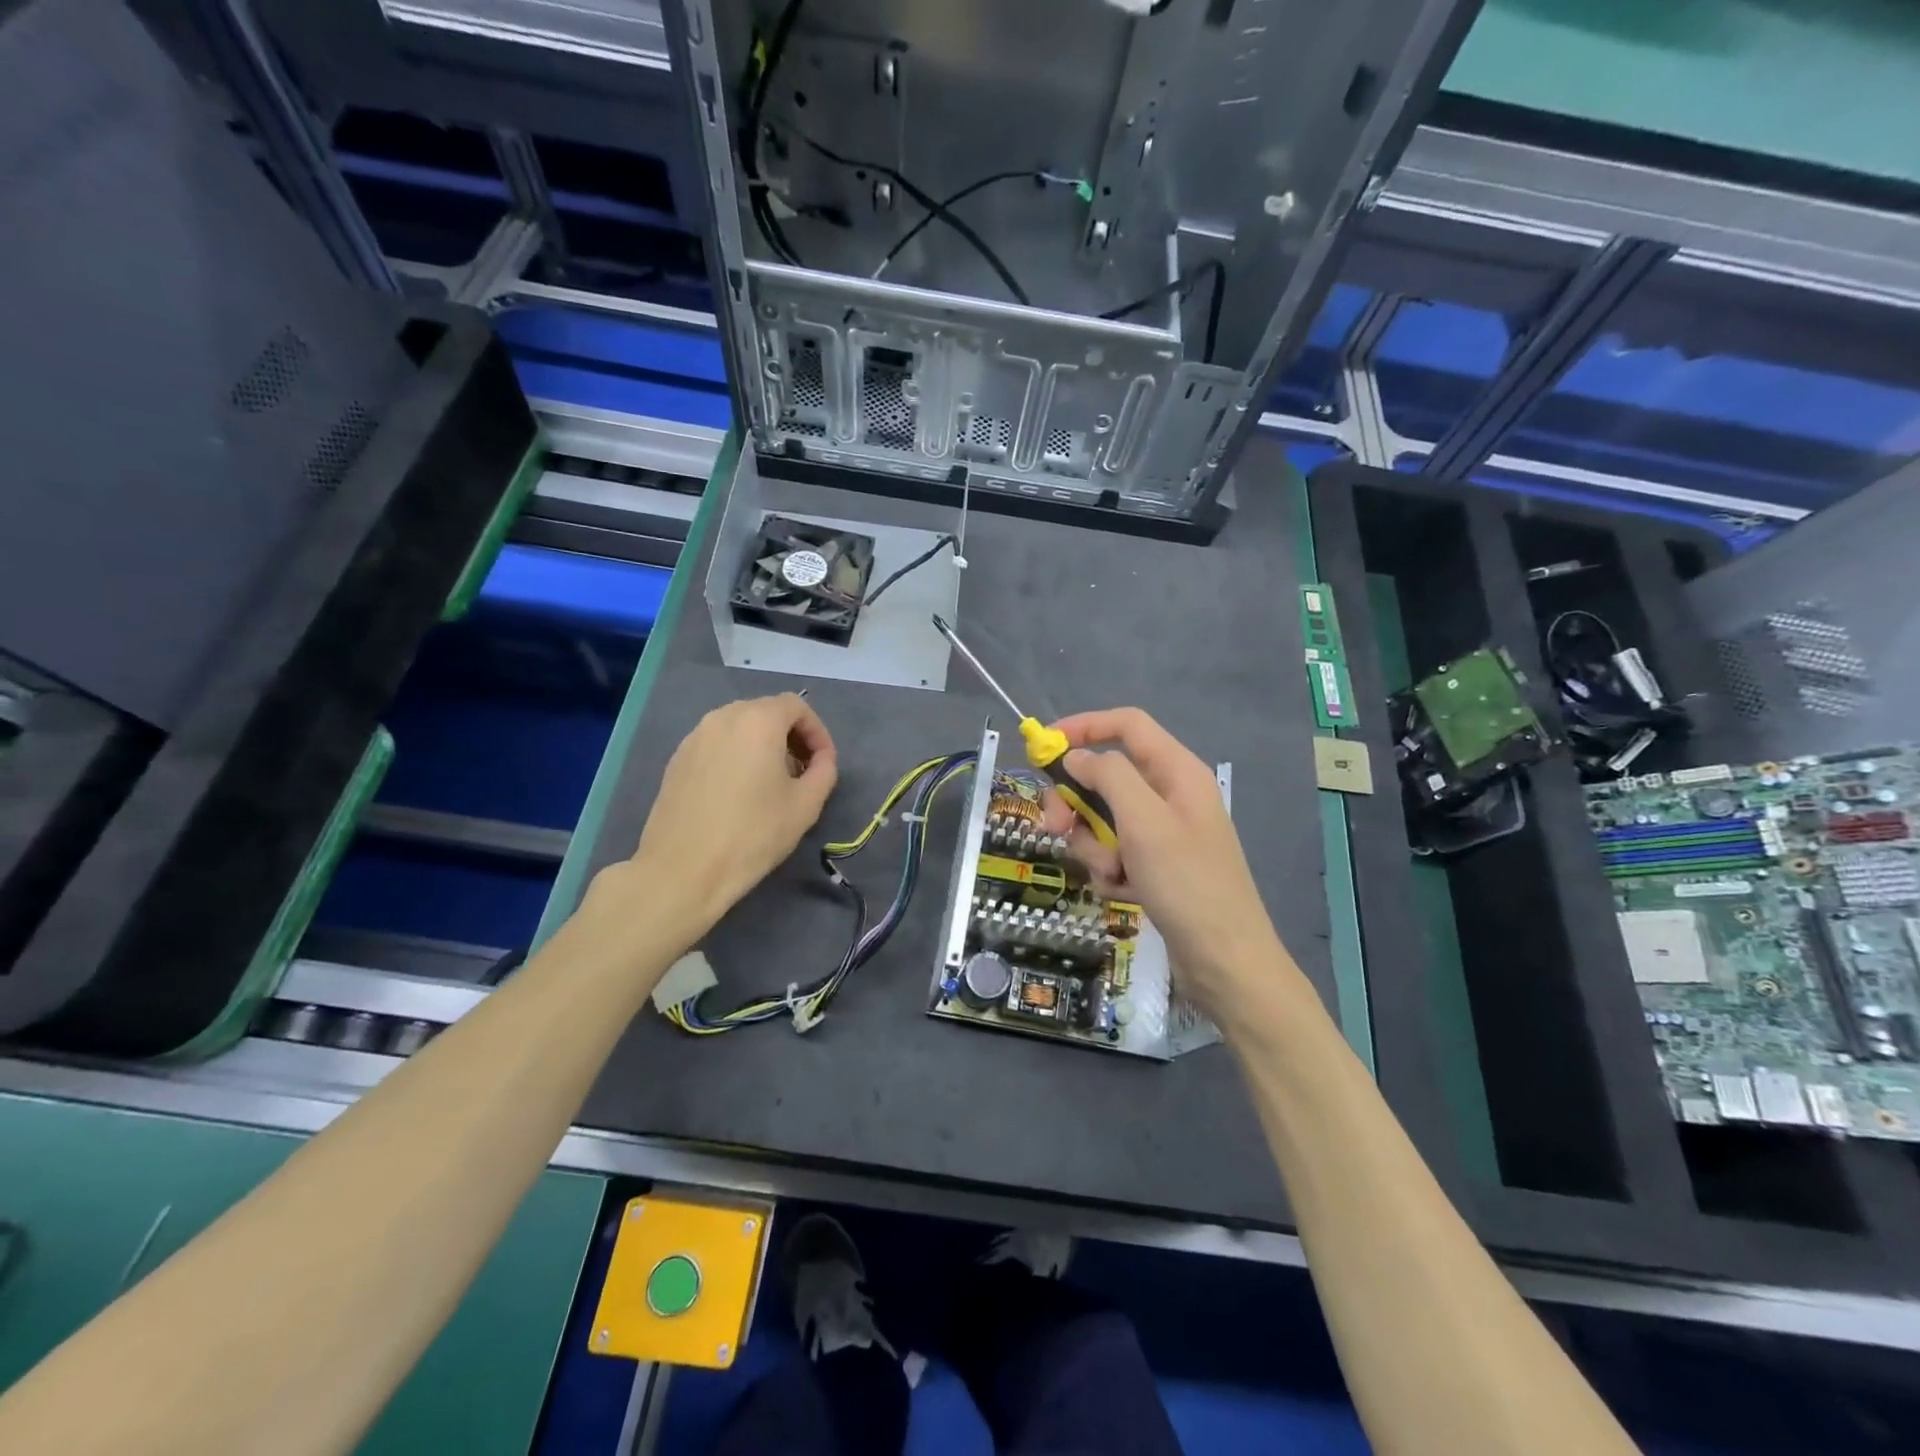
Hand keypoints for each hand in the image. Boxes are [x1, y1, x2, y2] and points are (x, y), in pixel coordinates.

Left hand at [611, 694, 837, 951]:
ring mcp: (694, 737)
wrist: (682, 870)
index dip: (817, 732)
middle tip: (802, 773)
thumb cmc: (752, 834)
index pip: (797, 706)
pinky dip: (735, 757)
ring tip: (771, 784)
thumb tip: (821, 760)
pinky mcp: (676, 760)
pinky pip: (716, 745)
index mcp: (757, 721)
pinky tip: (738, 794)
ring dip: (762, 746)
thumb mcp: (806, 805)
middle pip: (766, 712)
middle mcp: (722, 718)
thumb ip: (824, 771)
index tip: (824, 763)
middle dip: (790, 737)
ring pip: (739, 728)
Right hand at [1041, 708, 1300, 1027]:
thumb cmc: (1187, 884)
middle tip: (1055, 827)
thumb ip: (1109, 777)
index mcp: (1177, 771)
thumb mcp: (1145, 822)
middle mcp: (1170, 795)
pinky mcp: (1155, 866)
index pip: (1126, 725)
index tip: (1044, 745)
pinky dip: (1111, 872)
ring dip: (1095, 846)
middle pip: (1106, 776)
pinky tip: (1125, 893)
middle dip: (1077, 802)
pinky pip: (1114, 853)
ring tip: (1113, 875)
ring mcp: (1163, 833)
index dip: (1084, 726)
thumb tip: (1077, 757)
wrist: (1226, 962)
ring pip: (1104, 820)